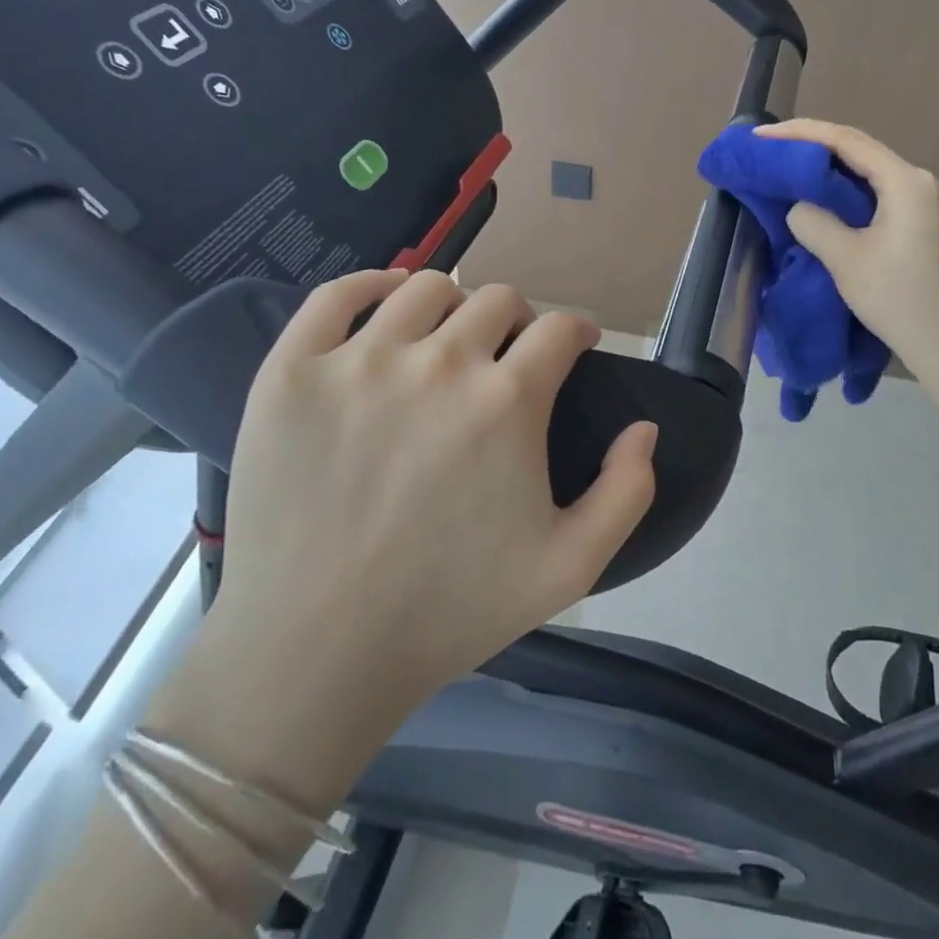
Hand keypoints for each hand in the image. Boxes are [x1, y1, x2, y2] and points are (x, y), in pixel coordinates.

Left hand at [218, 269, 656, 707]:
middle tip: (510, 356)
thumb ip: (628, 491)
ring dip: (455, 305)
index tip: (574, 349)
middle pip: (498, 299)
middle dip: (520, 321)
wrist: (315, 653)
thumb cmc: (450, 611)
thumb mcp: (571, 567)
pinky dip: (370, 285)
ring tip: (449, 338)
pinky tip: (386, 304)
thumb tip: (644, 428)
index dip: (577, 332)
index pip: (560, 327)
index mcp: (508, 400)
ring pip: (426, 287)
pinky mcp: (293, 371)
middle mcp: (439, 361)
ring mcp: (359, 360)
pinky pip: (336, 294)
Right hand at [754, 119, 938, 377]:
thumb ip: (814, 222)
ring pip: (866, 172)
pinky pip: (875, 193)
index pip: (846, 141)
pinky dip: (843, 192)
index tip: (761, 135)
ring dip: (826, 170)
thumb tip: (798, 207)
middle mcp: (919, 181)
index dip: (800, 133)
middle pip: (858, 150)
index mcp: (906, 181)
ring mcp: (923, 201)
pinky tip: (819, 198)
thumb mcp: (846, 259)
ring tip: (785, 169)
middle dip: (811, 147)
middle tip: (768, 150)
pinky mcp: (920, 222)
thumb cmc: (899, 300)